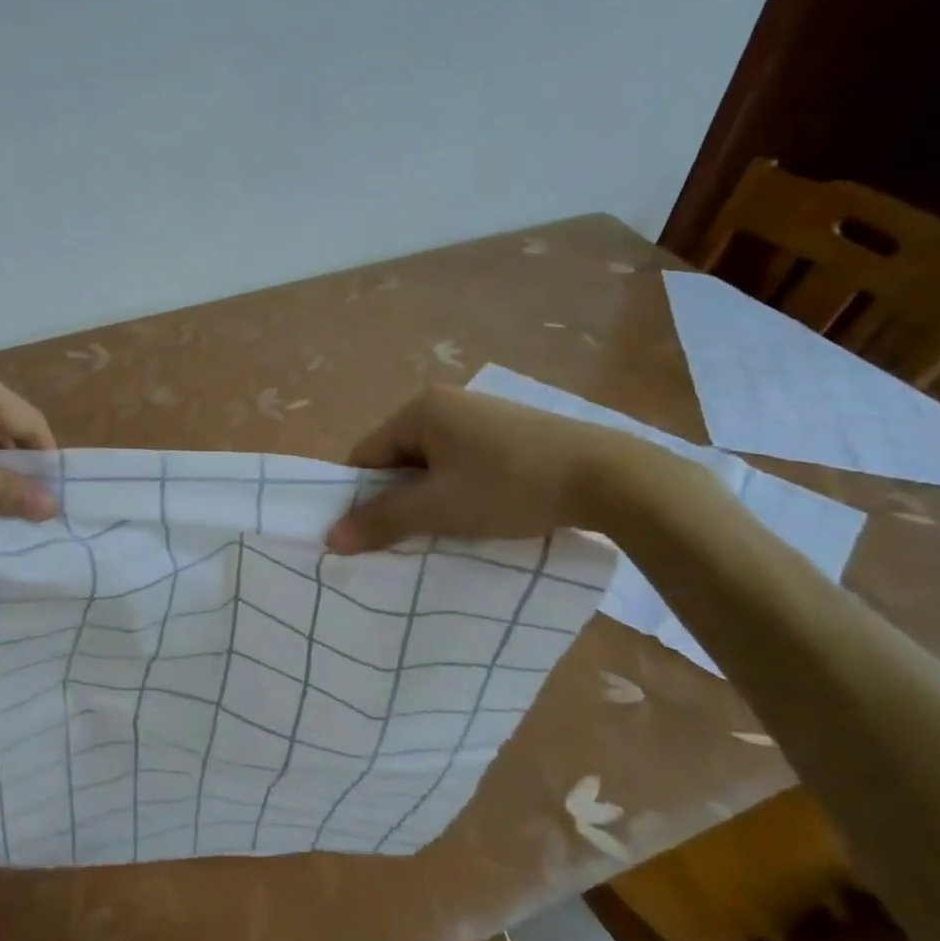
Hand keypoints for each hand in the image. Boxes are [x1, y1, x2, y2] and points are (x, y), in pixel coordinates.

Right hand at [326, 385, 644, 552]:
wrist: (609, 477)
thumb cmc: (509, 486)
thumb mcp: (438, 508)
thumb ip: (382, 521)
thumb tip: (330, 538)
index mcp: (419, 409)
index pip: (366, 455)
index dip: (361, 496)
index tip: (370, 533)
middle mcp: (445, 403)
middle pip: (398, 458)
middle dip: (398, 498)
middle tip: (409, 536)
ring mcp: (480, 415)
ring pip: (432, 463)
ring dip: (430, 497)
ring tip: (446, 529)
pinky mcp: (510, 431)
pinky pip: (463, 462)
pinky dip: (460, 488)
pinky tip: (479, 512)